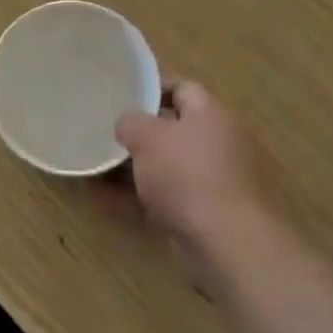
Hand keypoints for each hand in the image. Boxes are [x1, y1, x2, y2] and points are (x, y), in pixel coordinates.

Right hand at [116, 81, 259, 254]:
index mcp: (211, 113)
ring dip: (138, 171)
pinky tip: (114, 204)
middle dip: (142, 137)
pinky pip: (172, 198)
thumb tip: (129, 125)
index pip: (182, 88)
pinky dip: (146, 200)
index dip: (152, 90)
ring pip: (171, 167)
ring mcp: (219, 181)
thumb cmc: (187, 176)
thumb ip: (131, 122)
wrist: (230, 244)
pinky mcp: (214, 215)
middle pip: (175, 130)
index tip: (123, 98)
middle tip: (111, 139)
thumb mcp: (146, 137)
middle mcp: (221, 142)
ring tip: (102, 174)